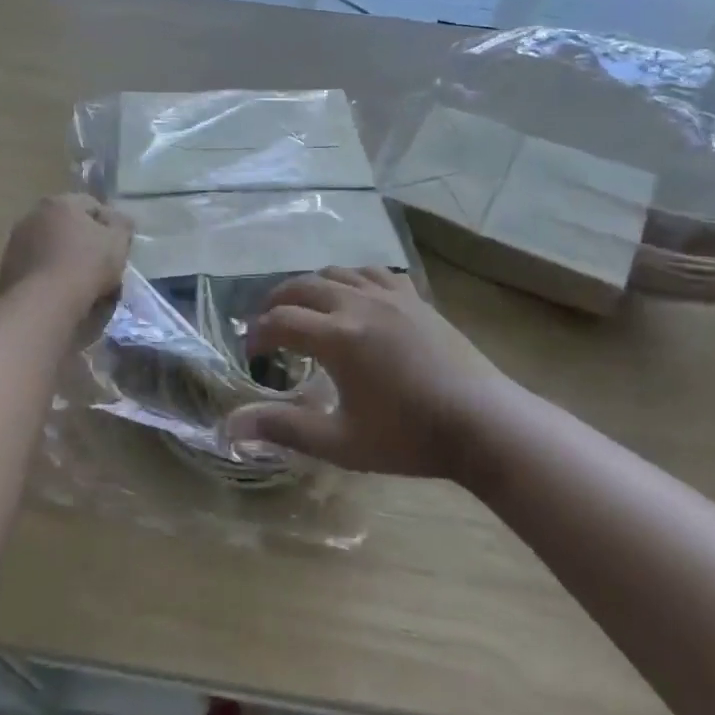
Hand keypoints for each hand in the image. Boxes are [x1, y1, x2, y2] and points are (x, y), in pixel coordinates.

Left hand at [0, 194, 132, 312]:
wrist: (44, 304)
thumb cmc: (86, 266)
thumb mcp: (118, 242)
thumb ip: (122, 225)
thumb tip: (118, 221)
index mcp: (59, 203)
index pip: (92, 205)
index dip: (109, 225)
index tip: (118, 247)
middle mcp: (32, 216)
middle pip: (68, 226)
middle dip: (83, 241)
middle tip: (100, 265)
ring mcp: (15, 243)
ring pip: (50, 247)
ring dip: (64, 259)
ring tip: (80, 284)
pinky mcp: (6, 270)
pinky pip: (37, 268)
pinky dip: (48, 276)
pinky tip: (60, 294)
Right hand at [228, 267, 511, 479]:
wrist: (483, 422)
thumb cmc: (409, 437)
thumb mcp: (341, 442)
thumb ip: (284, 428)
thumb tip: (230, 427)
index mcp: (337, 336)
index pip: (280, 321)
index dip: (258, 332)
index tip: (251, 352)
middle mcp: (357, 303)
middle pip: (302, 286)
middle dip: (276, 301)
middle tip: (268, 324)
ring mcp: (390, 295)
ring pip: (337, 272)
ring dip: (311, 286)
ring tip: (306, 309)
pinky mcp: (415, 297)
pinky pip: (373, 272)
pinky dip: (352, 279)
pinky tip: (355, 297)